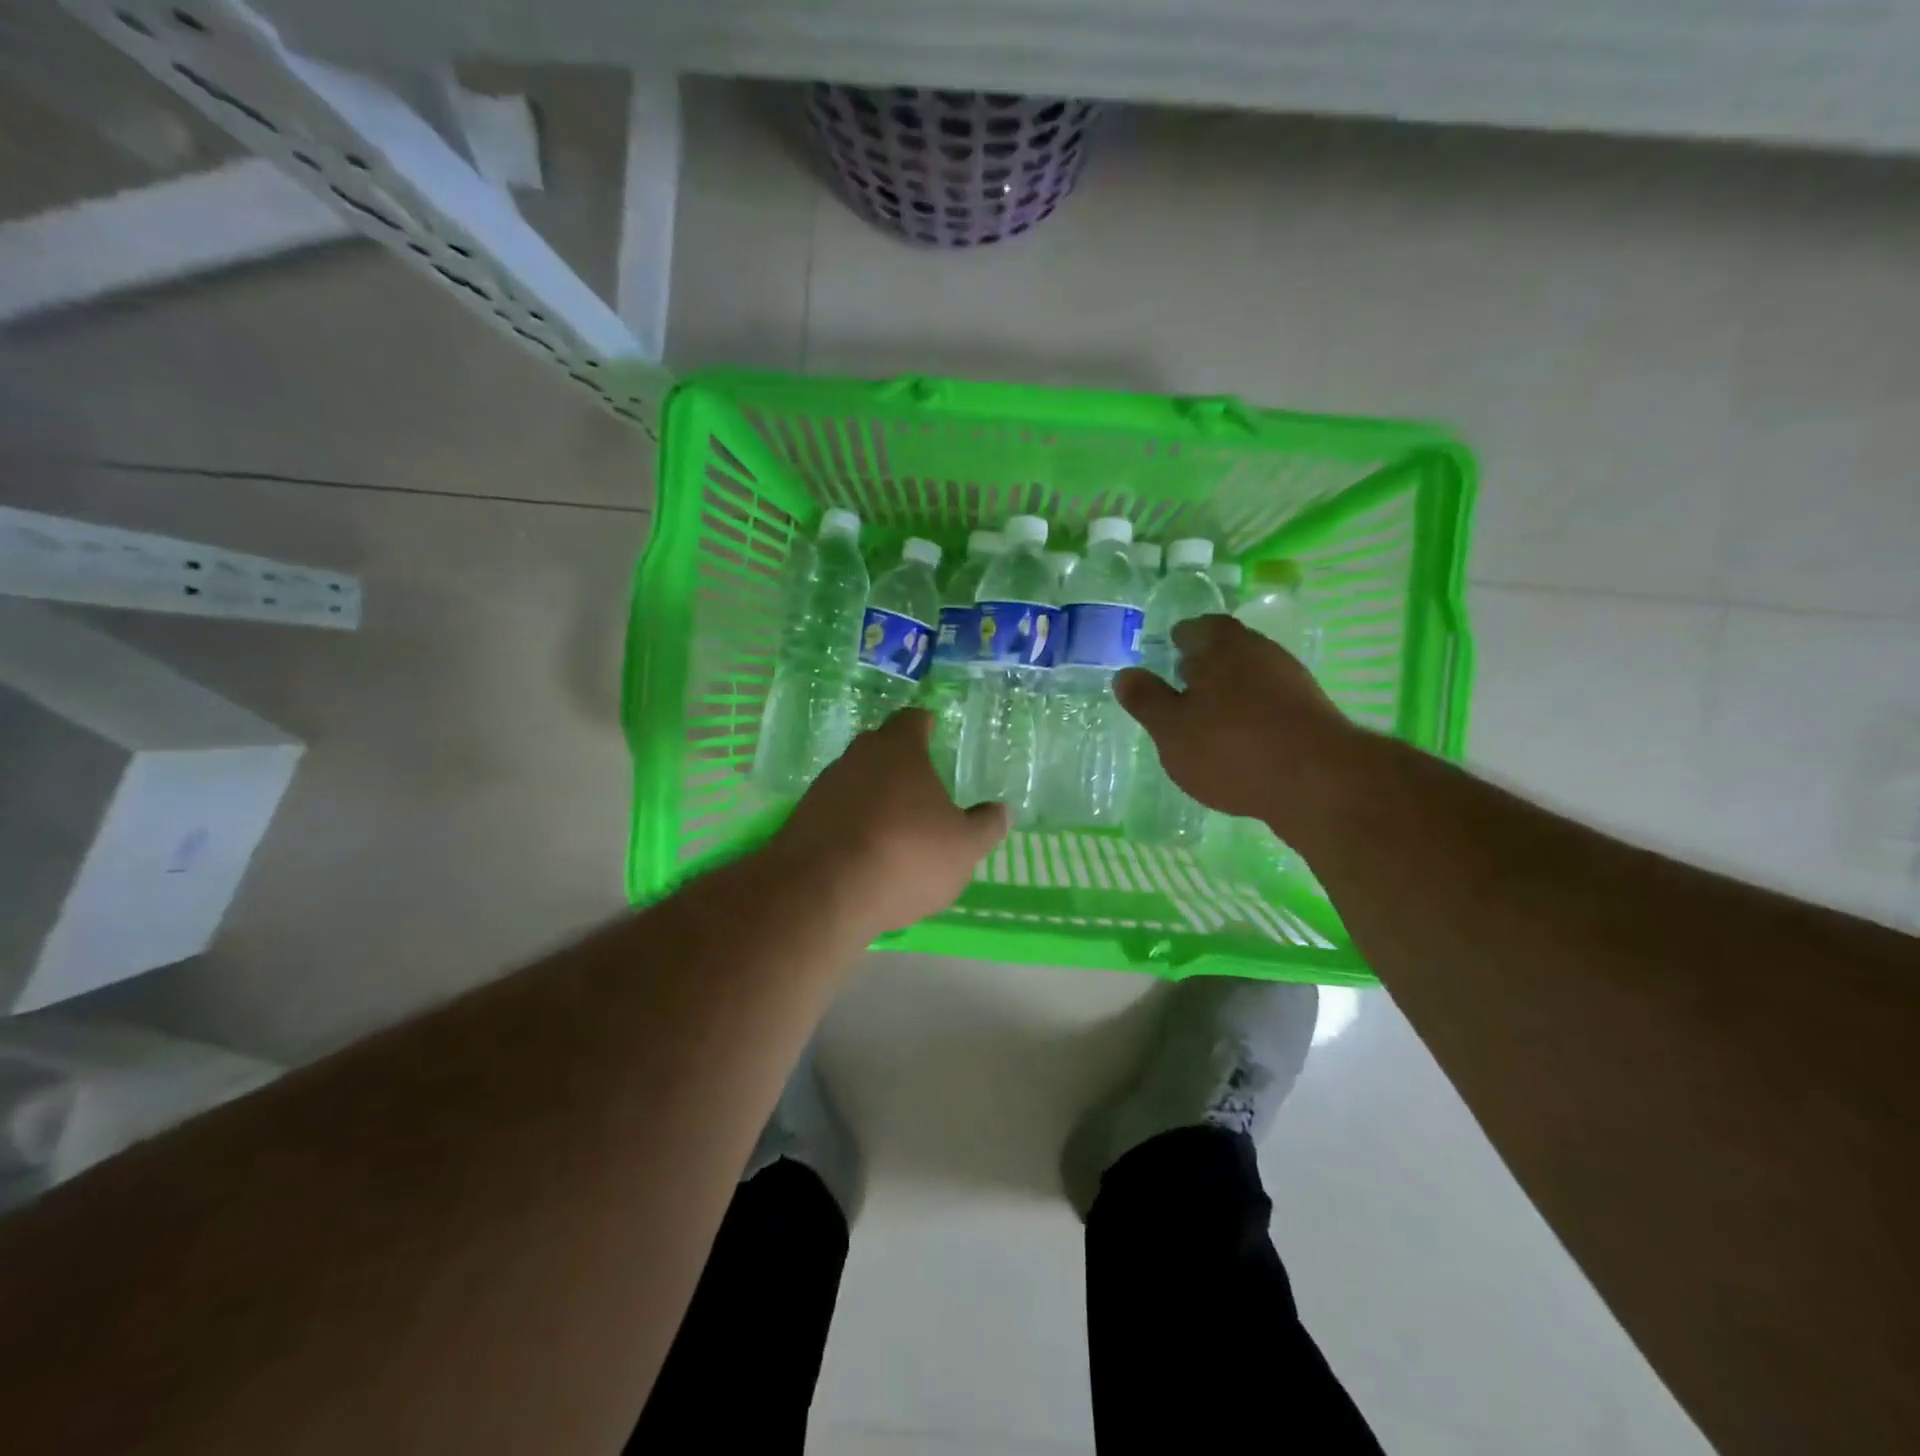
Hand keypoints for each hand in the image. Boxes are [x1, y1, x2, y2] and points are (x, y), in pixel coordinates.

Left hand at [773, 708, 1008, 935]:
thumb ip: (985, 826)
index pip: (911, 720)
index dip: (924, 724)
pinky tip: (864, 851)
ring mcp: (823, 788)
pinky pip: (835, 812)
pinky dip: (851, 823)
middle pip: (878, 747)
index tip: (931, 728)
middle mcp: (856, 758)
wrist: (823, 891)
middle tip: (919, 780)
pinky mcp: (801, 820)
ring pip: (854, 780)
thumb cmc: (906, 855)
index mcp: (898, 750)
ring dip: (872, 795)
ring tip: (893, 823)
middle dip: (897, 760)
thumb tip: (1001, 811)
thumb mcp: (963, 847)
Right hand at [1114, 615, 1361, 831]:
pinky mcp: (1310, 715)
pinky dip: (1251, 716)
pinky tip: (1238, 744)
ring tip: (1205, 720)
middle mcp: (1260, 652)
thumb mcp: (1171, 729)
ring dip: (1229, 692)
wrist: (1318, 783)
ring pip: (1250, 677)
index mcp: (1222, 645)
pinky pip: (1270, 705)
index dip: (1179, 639)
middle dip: (1204, 665)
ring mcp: (1291, 682)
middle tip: (1181, 686)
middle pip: (1227, 650)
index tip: (1166, 653)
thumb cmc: (1230, 747)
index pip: (1197, 627)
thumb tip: (1125, 674)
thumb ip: (1146, 700)